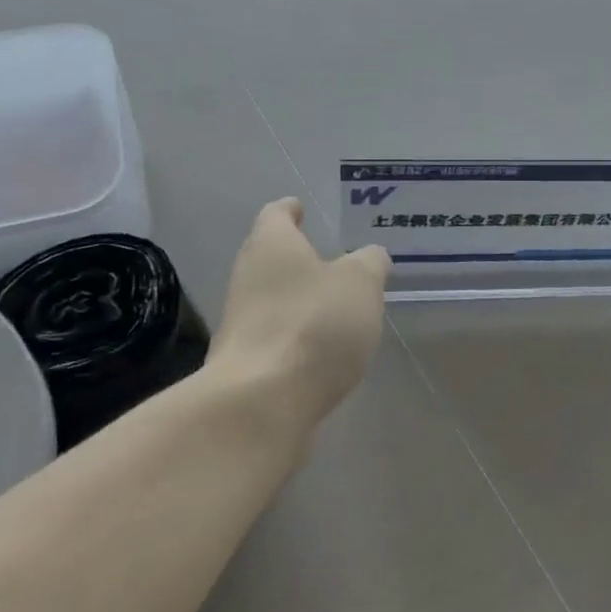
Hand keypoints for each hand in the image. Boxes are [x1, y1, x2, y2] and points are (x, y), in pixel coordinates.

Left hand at [208, 198, 391, 427]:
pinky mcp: (244, 362)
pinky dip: (294, 333)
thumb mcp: (360, 284)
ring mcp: (240, 322)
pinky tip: (318, 347)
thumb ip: (369, 264)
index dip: (290, 209)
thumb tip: (371, 256)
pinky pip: (273, 334)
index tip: (301, 208)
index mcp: (272, 245)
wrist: (260, 403)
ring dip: (296, 297)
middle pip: (268, 255)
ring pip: (270, 296)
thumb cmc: (313, 323)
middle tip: (327, 257)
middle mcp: (247, 276)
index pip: (276, 214)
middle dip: (295, 255)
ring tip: (331, 303)